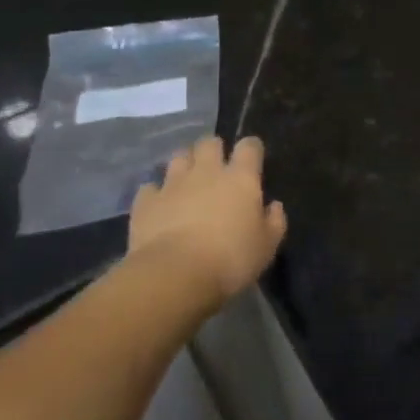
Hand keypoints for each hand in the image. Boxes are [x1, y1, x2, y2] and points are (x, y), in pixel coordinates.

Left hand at [129, 136, 287, 301]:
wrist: (175, 275)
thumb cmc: (230, 260)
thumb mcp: (266, 247)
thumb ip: (274, 222)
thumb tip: (274, 206)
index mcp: (240, 179)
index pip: (249, 147)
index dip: (251, 149)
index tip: (253, 160)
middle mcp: (207, 172)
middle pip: (209, 143)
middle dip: (213, 150)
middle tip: (216, 169)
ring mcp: (173, 184)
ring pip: (178, 157)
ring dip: (184, 166)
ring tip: (186, 183)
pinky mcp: (146, 201)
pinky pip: (150, 188)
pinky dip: (155, 194)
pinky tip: (158, 207)